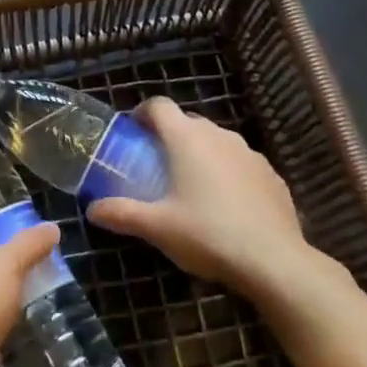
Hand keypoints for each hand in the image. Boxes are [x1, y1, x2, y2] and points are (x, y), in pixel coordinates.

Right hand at [87, 97, 337, 302]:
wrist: (274, 261)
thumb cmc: (207, 234)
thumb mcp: (157, 227)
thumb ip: (121, 214)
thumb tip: (91, 209)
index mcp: (187, 138)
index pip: (159, 105)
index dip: (142, 113)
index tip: (132, 132)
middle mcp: (219, 135)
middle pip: (188, 122)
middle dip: (169, 136)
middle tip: (155, 164)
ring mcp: (250, 153)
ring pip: (217, 141)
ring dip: (200, 153)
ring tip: (190, 185)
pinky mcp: (272, 174)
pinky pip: (240, 163)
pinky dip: (227, 172)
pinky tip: (225, 204)